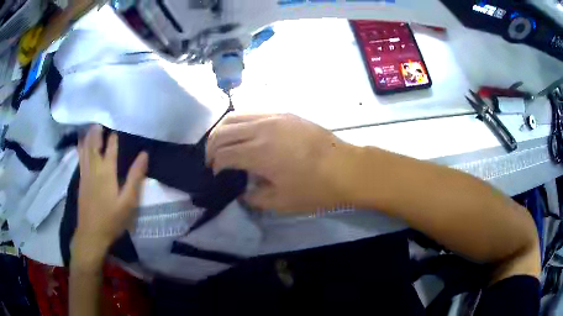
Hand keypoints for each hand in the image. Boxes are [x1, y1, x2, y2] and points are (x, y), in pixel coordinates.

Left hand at [73, 126, 147, 268]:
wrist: (91, 234)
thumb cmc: (112, 219)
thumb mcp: (128, 202)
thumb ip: (135, 177)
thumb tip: (144, 154)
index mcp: (107, 171)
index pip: (111, 147)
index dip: (114, 135)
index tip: (118, 122)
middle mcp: (94, 168)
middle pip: (94, 143)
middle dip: (98, 130)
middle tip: (102, 118)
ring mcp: (85, 173)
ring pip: (85, 148)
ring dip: (88, 135)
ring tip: (91, 125)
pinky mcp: (81, 180)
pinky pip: (80, 158)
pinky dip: (81, 147)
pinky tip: (81, 143)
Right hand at [206, 114, 357, 212]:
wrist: (346, 168)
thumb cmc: (315, 189)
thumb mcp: (281, 202)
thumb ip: (254, 197)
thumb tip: (242, 190)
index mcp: (259, 153)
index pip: (223, 154)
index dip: (215, 166)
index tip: (216, 175)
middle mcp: (262, 129)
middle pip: (223, 131)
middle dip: (211, 146)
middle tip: (212, 160)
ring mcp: (274, 117)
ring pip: (236, 116)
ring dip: (223, 130)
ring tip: (222, 144)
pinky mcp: (285, 113)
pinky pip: (254, 112)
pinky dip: (241, 122)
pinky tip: (244, 134)